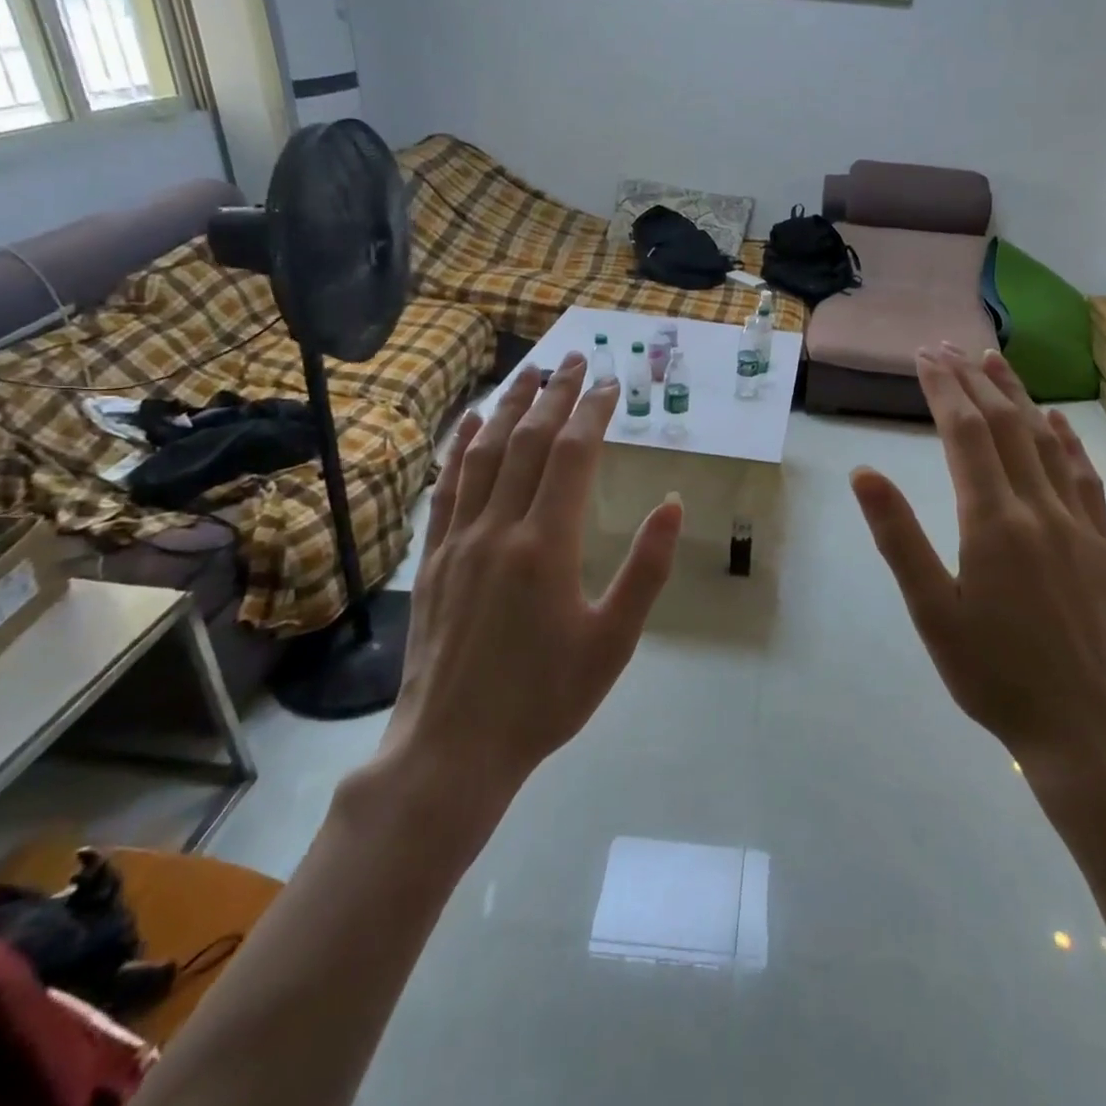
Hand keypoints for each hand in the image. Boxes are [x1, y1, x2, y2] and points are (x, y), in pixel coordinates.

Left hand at [375, 355, 683, 808]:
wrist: (452, 748)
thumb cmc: (545, 697)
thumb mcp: (614, 641)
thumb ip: (646, 568)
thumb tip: (673, 503)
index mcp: (547, 545)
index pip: (573, 455)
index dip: (592, 412)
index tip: (610, 383)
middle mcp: (499, 528)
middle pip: (529, 442)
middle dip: (554, 393)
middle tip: (574, 357)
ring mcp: (458, 540)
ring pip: (484, 454)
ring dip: (508, 406)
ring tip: (528, 371)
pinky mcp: (432, 557)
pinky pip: (447, 486)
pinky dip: (461, 446)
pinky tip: (471, 423)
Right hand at [851, 346, 1105, 801]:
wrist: (1087, 728)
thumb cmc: (993, 675)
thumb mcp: (931, 612)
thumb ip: (899, 537)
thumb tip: (864, 472)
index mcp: (992, 522)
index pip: (965, 435)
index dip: (944, 389)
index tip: (924, 356)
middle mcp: (1038, 508)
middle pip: (1004, 426)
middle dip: (974, 381)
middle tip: (948, 347)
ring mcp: (1078, 524)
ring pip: (1045, 442)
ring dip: (1017, 397)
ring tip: (995, 360)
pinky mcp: (1102, 545)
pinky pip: (1084, 477)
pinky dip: (1066, 441)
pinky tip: (1055, 422)